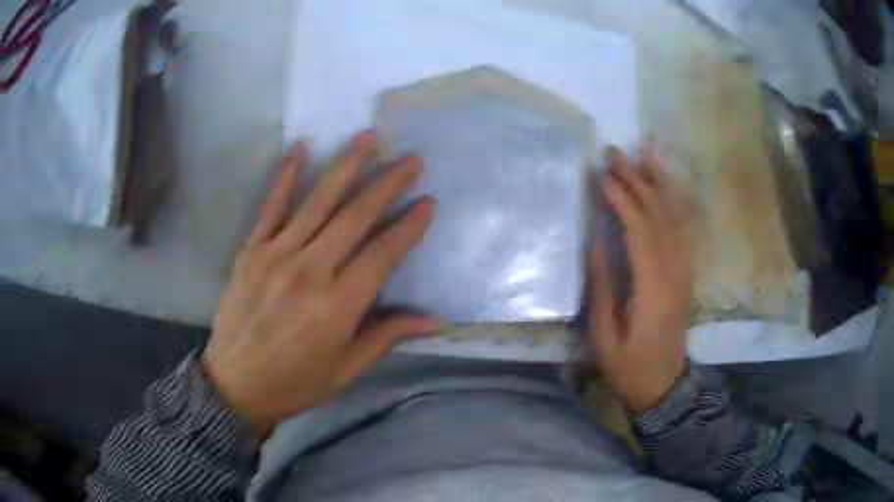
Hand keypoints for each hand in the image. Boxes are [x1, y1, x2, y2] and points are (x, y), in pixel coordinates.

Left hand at [203, 131, 439, 433]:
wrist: (234, 385)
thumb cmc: (295, 383)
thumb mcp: (346, 370)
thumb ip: (387, 337)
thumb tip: (435, 321)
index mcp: (337, 307)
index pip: (383, 254)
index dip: (409, 225)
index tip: (428, 201)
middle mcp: (309, 272)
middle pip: (355, 217)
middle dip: (387, 183)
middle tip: (411, 159)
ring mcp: (276, 256)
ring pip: (318, 202)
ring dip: (345, 166)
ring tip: (367, 137)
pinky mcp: (251, 251)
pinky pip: (271, 206)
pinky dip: (286, 175)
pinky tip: (301, 148)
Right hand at [589, 145, 693, 412]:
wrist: (664, 386)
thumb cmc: (629, 367)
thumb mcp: (605, 336)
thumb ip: (603, 287)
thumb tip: (595, 242)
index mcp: (653, 289)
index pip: (639, 231)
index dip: (620, 200)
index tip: (599, 176)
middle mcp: (674, 272)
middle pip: (659, 215)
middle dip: (637, 180)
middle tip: (615, 152)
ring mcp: (684, 271)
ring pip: (675, 217)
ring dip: (659, 182)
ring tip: (644, 152)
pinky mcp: (686, 273)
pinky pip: (683, 229)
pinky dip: (673, 202)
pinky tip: (663, 185)